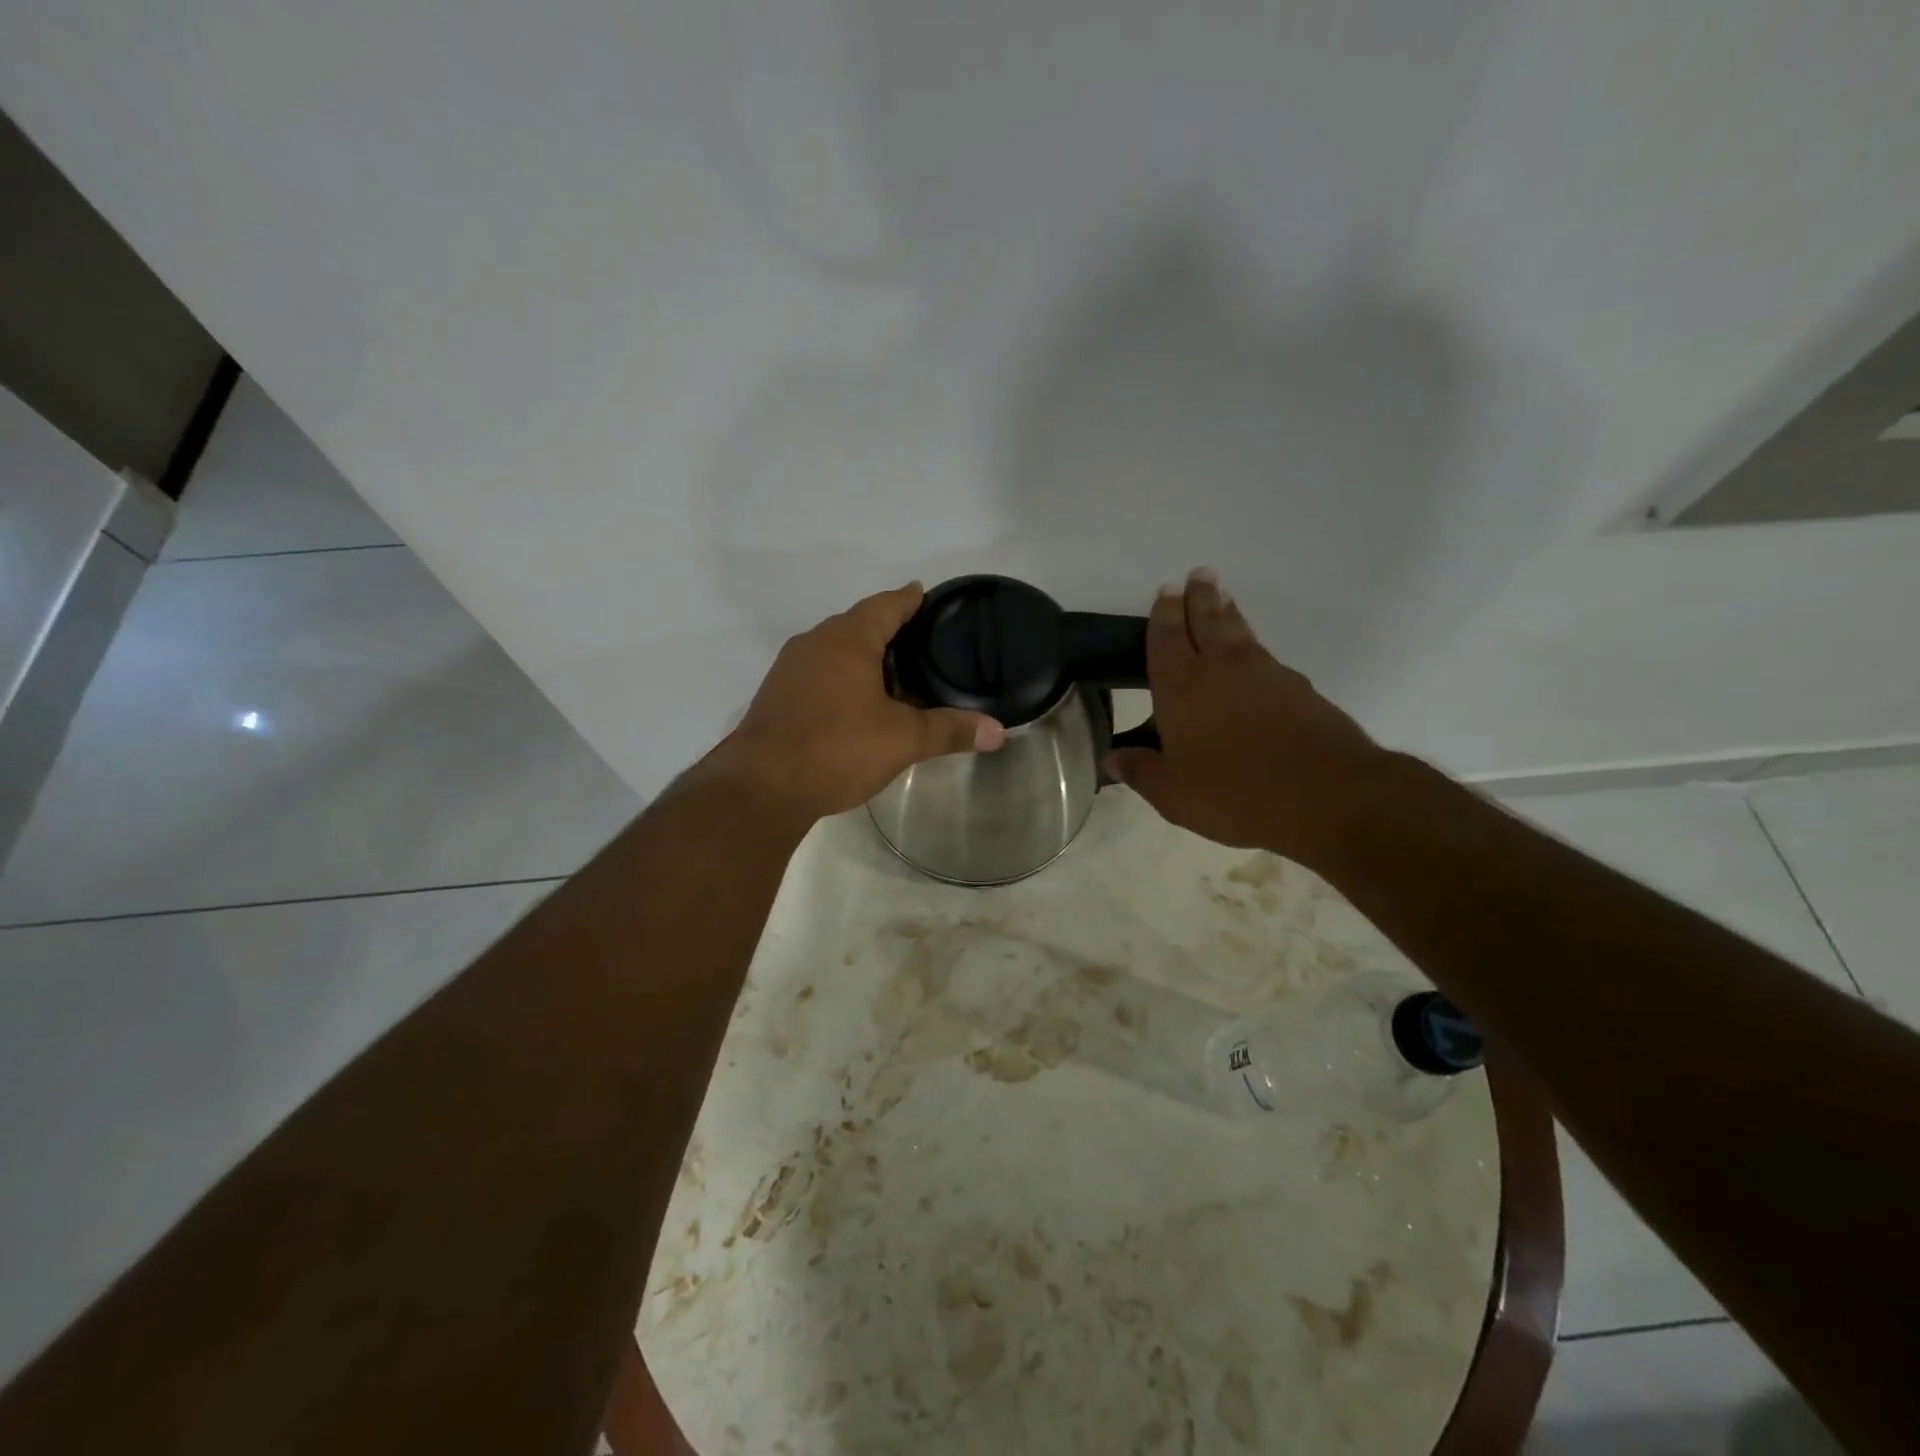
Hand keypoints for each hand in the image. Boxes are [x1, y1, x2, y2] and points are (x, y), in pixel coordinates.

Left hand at [706, 584, 1006, 821]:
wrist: (762, 787)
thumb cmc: (837, 747)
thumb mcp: (903, 739)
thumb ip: (950, 730)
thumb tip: (999, 732)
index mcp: (847, 639)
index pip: (885, 605)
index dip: (908, 599)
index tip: (924, 595)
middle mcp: (815, 643)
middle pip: (858, 625)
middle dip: (888, 631)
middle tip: (922, 645)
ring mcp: (790, 670)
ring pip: (835, 652)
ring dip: (864, 659)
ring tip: (896, 677)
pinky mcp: (777, 697)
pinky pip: (819, 675)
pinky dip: (843, 681)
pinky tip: (858, 705)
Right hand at [1104, 569, 1390, 864]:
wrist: (1326, 793)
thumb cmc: (1234, 792)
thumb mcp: (1173, 794)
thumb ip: (1140, 771)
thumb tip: (1110, 757)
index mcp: (1181, 687)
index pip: (1166, 638)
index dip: (1164, 613)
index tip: (1166, 590)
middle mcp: (1221, 668)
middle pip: (1207, 620)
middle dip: (1199, 597)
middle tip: (1199, 574)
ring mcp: (1265, 674)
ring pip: (1240, 632)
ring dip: (1228, 612)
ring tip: (1224, 598)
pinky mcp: (1299, 688)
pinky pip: (1266, 655)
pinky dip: (1253, 645)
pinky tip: (1255, 656)